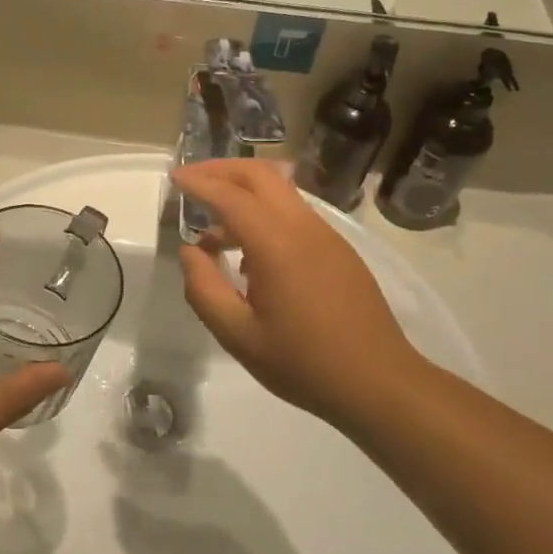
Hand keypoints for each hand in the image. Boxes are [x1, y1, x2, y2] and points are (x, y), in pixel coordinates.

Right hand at [171, 160, 423, 425]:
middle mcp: (304, 228)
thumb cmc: (303, 363)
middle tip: (191, 180)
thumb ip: (204, 288)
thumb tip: (190, 251)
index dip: (199, 182)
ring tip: (213, 227)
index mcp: (277, 245)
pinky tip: (248, 253)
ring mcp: (327, 236)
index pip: (231, 196)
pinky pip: (294, 214)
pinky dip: (264, 212)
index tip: (174, 177)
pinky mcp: (338, 250)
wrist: (379, 383)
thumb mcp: (238, 335)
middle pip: (261, 175)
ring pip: (280, 191)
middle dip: (222, 170)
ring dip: (243, 192)